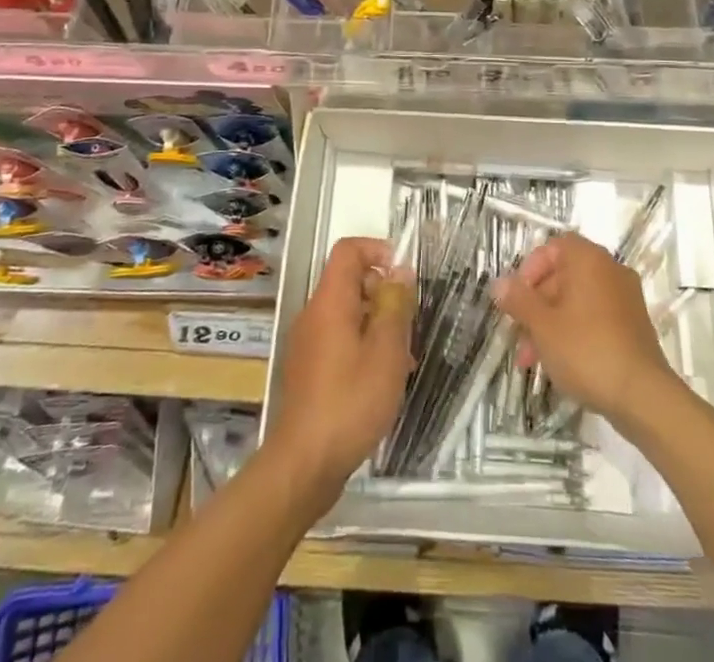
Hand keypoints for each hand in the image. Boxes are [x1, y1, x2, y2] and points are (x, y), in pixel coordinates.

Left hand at [267, 237, 413, 504]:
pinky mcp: (308, 371)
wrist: (304, 464)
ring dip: (377, 323)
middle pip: (349, 282)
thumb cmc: (351, 401)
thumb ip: (395, 306)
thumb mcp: (386, 352)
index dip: (377, 250)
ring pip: (347, 314)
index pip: (348, 250)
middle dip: (383, 292)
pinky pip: (339, 340)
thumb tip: (400, 272)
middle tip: (409, 322)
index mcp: (330, 301)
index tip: (404, 274)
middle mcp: (314, 314)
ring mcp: (308, 343)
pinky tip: (383, 380)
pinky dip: (363, 346)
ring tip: (403, 356)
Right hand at [492, 233, 680, 428]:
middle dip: (536, 305)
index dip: (531, 268)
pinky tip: (560, 363)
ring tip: (531, 360)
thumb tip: (499, 283)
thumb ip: (519, 300)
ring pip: (577, 300)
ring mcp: (626, 298)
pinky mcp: (634, 326)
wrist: (643, 396)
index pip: (554, 247)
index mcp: (589, 259)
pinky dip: (575, 332)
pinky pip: (596, 317)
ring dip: (551, 323)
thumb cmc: (586, 350)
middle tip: (519, 336)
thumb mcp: (543, 325)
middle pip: (564, 275)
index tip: (517, 298)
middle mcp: (610, 270)